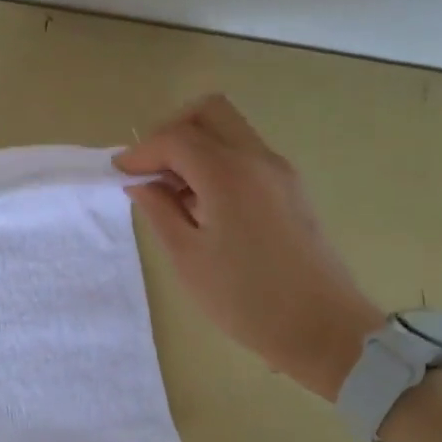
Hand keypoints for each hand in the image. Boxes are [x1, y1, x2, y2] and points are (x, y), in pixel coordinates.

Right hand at [116, 94, 382, 400]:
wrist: (322, 328)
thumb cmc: (246, 298)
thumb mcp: (187, 257)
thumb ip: (159, 211)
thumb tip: (141, 183)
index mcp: (228, 174)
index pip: (176, 138)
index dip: (141, 152)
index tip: (119, 174)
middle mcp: (257, 159)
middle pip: (209, 113)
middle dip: (171, 131)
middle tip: (150, 169)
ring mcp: (279, 172)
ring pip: (229, 131)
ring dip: (194, 147)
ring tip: (171, 193)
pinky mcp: (290, 189)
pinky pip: (245, 154)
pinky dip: (216, 162)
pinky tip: (200, 205)